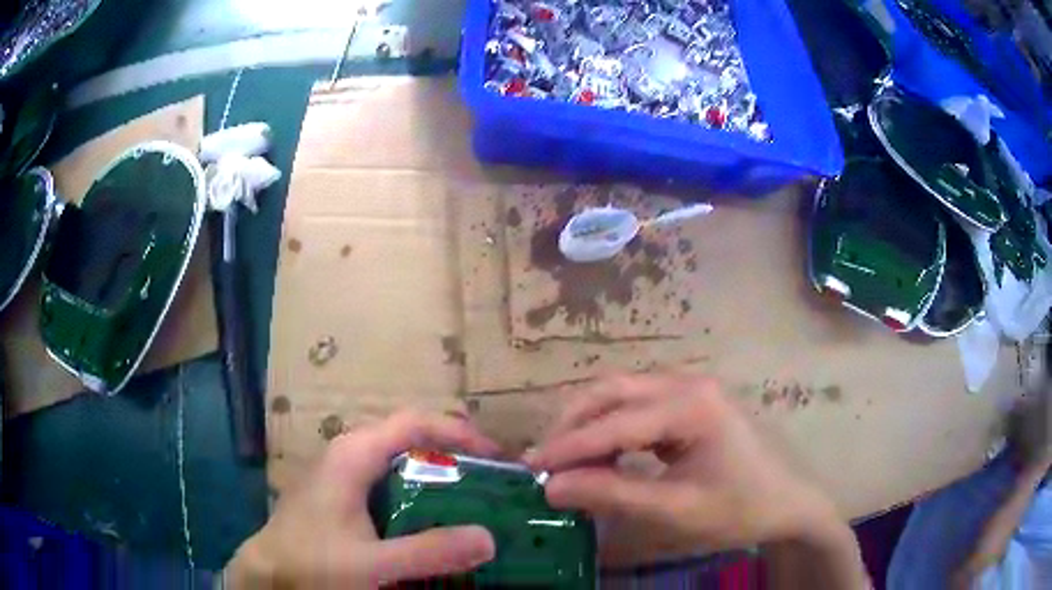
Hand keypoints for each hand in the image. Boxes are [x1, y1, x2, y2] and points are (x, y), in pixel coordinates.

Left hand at [226, 412, 499, 587]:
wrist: (268, 571)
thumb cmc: (311, 561)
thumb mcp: (371, 562)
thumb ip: (427, 552)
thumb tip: (488, 538)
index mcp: (355, 454)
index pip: (415, 422)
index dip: (460, 433)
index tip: (498, 457)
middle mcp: (350, 453)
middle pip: (412, 439)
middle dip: (455, 455)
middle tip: (493, 483)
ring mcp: (344, 473)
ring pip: (401, 461)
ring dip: (438, 475)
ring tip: (473, 500)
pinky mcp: (342, 494)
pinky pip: (390, 482)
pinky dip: (418, 492)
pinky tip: (432, 520)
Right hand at [525, 373, 849, 564]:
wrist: (790, 501)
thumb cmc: (740, 508)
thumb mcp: (676, 510)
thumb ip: (613, 496)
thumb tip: (553, 488)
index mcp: (692, 404)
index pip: (615, 421)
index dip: (569, 446)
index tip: (531, 469)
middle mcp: (688, 383)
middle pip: (613, 390)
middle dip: (572, 424)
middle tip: (544, 460)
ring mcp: (691, 388)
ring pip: (622, 394)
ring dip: (589, 423)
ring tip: (565, 459)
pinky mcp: (691, 402)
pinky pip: (638, 406)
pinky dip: (610, 427)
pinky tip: (601, 454)